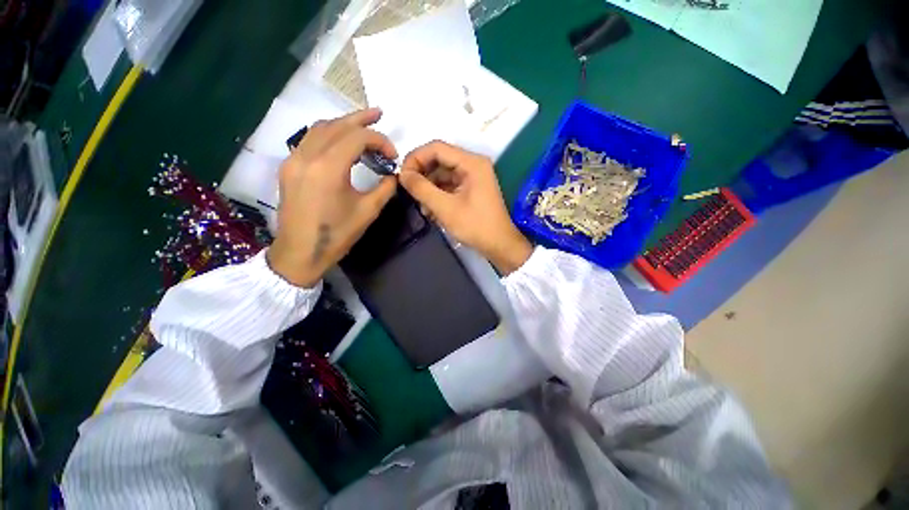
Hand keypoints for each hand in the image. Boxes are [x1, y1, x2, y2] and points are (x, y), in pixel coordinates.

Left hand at [267, 108, 396, 286]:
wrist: (300, 252)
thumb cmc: (337, 234)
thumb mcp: (368, 211)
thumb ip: (385, 188)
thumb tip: (394, 175)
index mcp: (328, 168)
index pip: (357, 137)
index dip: (379, 141)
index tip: (393, 155)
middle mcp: (307, 156)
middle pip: (336, 125)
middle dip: (361, 119)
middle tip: (379, 114)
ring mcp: (294, 159)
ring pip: (320, 128)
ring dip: (343, 123)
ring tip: (361, 122)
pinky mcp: (289, 167)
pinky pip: (309, 140)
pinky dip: (328, 134)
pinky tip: (340, 140)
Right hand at [398, 141, 531, 274]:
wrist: (499, 245)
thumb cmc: (475, 226)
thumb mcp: (445, 208)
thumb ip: (422, 189)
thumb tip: (402, 175)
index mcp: (471, 163)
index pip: (436, 148)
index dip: (416, 158)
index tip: (402, 176)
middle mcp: (473, 165)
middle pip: (439, 160)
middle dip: (422, 176)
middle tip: (409, 192)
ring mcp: (472, 178)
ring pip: (442, 175)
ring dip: (429, 189)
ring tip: (422, 207)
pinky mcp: (471, 189)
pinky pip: (449, 186)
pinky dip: (438, 195)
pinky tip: (431, 211)